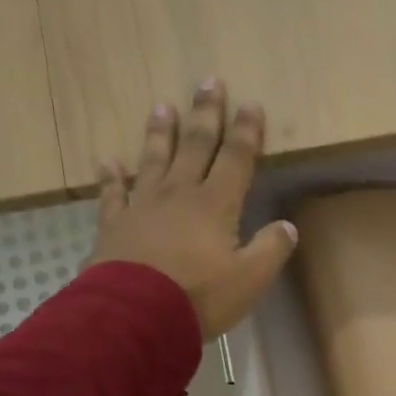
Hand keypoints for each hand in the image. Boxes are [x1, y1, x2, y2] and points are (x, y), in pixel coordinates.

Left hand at [85, 80, 297, 338]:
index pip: (236, 160)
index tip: (251, 104)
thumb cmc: (200, 297)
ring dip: (160, 133)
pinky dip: (111, 176)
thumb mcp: (250, 280)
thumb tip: (288, 227)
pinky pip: (113, 194)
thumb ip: (271, 250)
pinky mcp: (115, 225)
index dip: (246, 132)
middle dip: (205, 115)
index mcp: (216, 206)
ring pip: (153, 160)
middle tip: (208, 81)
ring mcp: (143, 206)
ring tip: (162, 106)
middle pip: (195, 147)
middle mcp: (179, 195)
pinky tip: (108, 160)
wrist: (137, 314)